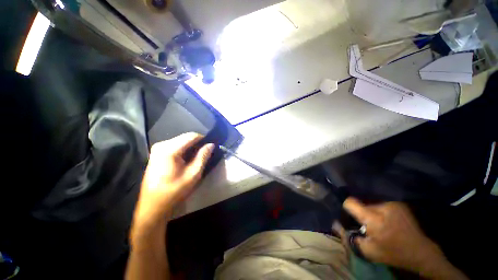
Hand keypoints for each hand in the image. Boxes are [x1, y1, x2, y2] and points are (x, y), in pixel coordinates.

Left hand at [133, 133, 214, 230]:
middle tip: (205, 154)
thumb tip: (211, 144)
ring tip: (197, 158)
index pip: (191, 136)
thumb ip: (203, 156)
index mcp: (169, 149)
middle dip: (197, 144)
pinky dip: (184, 150)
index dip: (203, 139)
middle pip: (185, 137)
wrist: (153, 206)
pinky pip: (175, 146)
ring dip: (191, 147)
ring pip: (181, 141)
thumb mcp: (193, 174)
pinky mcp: (157, 153)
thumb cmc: (174, 191)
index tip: (211, 146)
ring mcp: (157, 149)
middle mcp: (162, 145)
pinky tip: (187, 160)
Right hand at [343, 199, 463, 277]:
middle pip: (361, 203)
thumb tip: (335, 224)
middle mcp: (382, 207)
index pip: (350, 202)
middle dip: (360, 211)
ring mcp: (392, 204)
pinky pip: (381, 203)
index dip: (346, 206)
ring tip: (376, 221)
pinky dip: (379, 209)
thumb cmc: (392, 253)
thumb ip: (350, 237)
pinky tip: (385, 219)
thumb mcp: (368, 251)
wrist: (420, 251)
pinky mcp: (398, 203)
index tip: (347, 213)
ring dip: (370, 210)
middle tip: (364, 222)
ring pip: (371, 203)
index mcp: (373, 219)